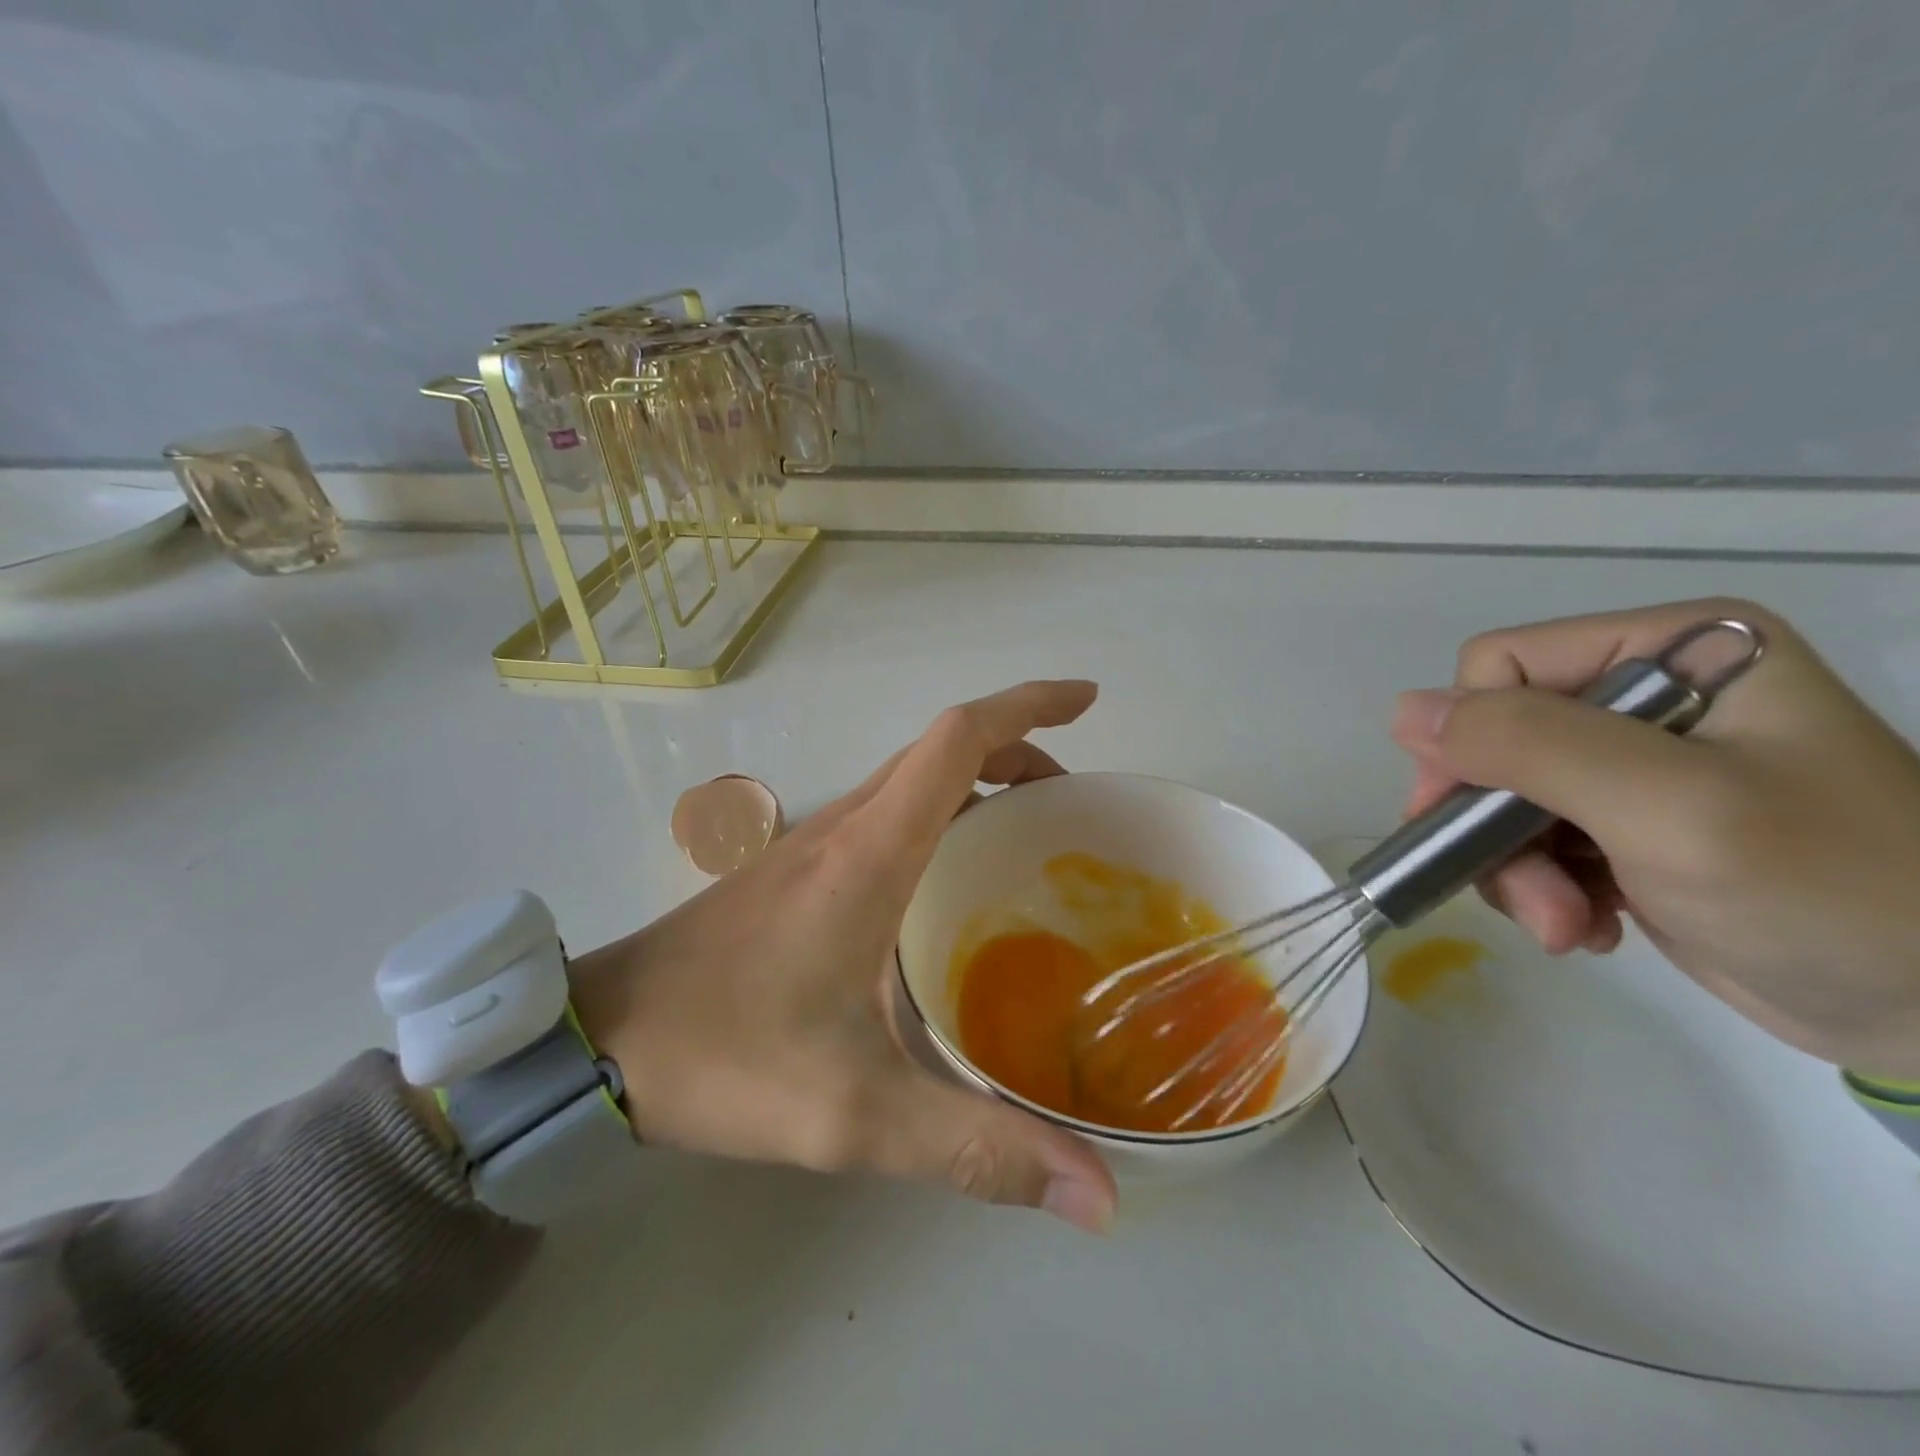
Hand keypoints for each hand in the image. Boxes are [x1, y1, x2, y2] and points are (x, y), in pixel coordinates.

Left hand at [566, 681, 1116, 1232]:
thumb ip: (976, 1150)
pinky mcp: (796, 867)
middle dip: (1020, 748)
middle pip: (942, 749)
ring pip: (912, 778)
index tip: (1087, 701)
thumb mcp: (857, 1115)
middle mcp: (847, 825)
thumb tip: (1098, 1197)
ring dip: (978, 779)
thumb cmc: (728, 1057)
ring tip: (1031, 833)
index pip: (958, 741)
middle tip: (1074, 801)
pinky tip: (949, 881)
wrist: (603, 1038)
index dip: (1029, 706)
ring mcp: (815, 841)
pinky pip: (886, 812)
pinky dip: (939, 812)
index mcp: (872, 851)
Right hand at [1391, 598, 1919, 1080]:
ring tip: (1569, 926)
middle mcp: (1643, 695)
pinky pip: (1530, 836)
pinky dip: (1542, 887)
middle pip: (1493, 738)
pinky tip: (1589, 925)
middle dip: (1495, 824)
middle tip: (1534, 899)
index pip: (1501, 668)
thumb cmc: (1831, 892)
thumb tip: (1403, 713)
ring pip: (1499, 795)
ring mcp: (1634, 762)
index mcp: (1671, 650)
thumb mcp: (1669, 807)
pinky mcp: (1625, 823)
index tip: (1478, 823)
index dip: (1472, 742)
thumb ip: (1530, 746)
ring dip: (1515, 868)